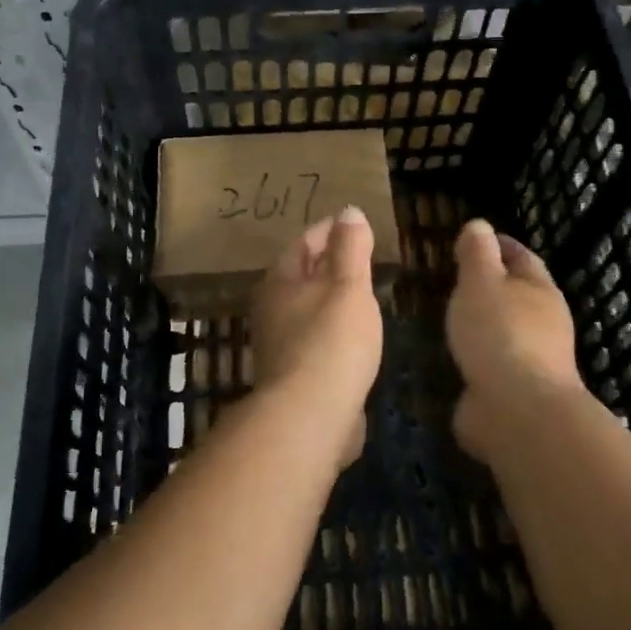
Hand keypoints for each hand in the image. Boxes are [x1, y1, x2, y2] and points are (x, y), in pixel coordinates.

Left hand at [248, 207, 384, 467]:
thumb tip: (348, 211)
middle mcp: (271, 309)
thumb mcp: (349, 286)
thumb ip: (351, 248)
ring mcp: (278, 345)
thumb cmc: (331, 341)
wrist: (310, 417)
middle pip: (300, 275)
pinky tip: (352, 337)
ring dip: (329, 298)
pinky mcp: (292, 376)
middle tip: (358, 255)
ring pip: (307, 309)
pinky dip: (332, 329)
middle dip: (327, 263)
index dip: (328, 230)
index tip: (350, 225)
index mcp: (280, 281)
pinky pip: (315, 339)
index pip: (303, 243)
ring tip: (359, 292)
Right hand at [446, 219, 584, 463]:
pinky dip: (477, 356)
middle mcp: (544, 324)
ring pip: (506, 331)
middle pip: (519, 295)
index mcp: (540, 291)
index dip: (500, 245)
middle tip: (457, 278)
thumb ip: (477, 253)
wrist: (517, 411)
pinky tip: (456, 357)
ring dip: (484, 324)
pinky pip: (493, 364)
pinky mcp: (516, 393)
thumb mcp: (481, 281)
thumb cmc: (499, 332)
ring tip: (452, 318)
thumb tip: (480, 225)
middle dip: (493, 286)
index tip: (476, 239)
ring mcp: (533, 361)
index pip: (522, 257)